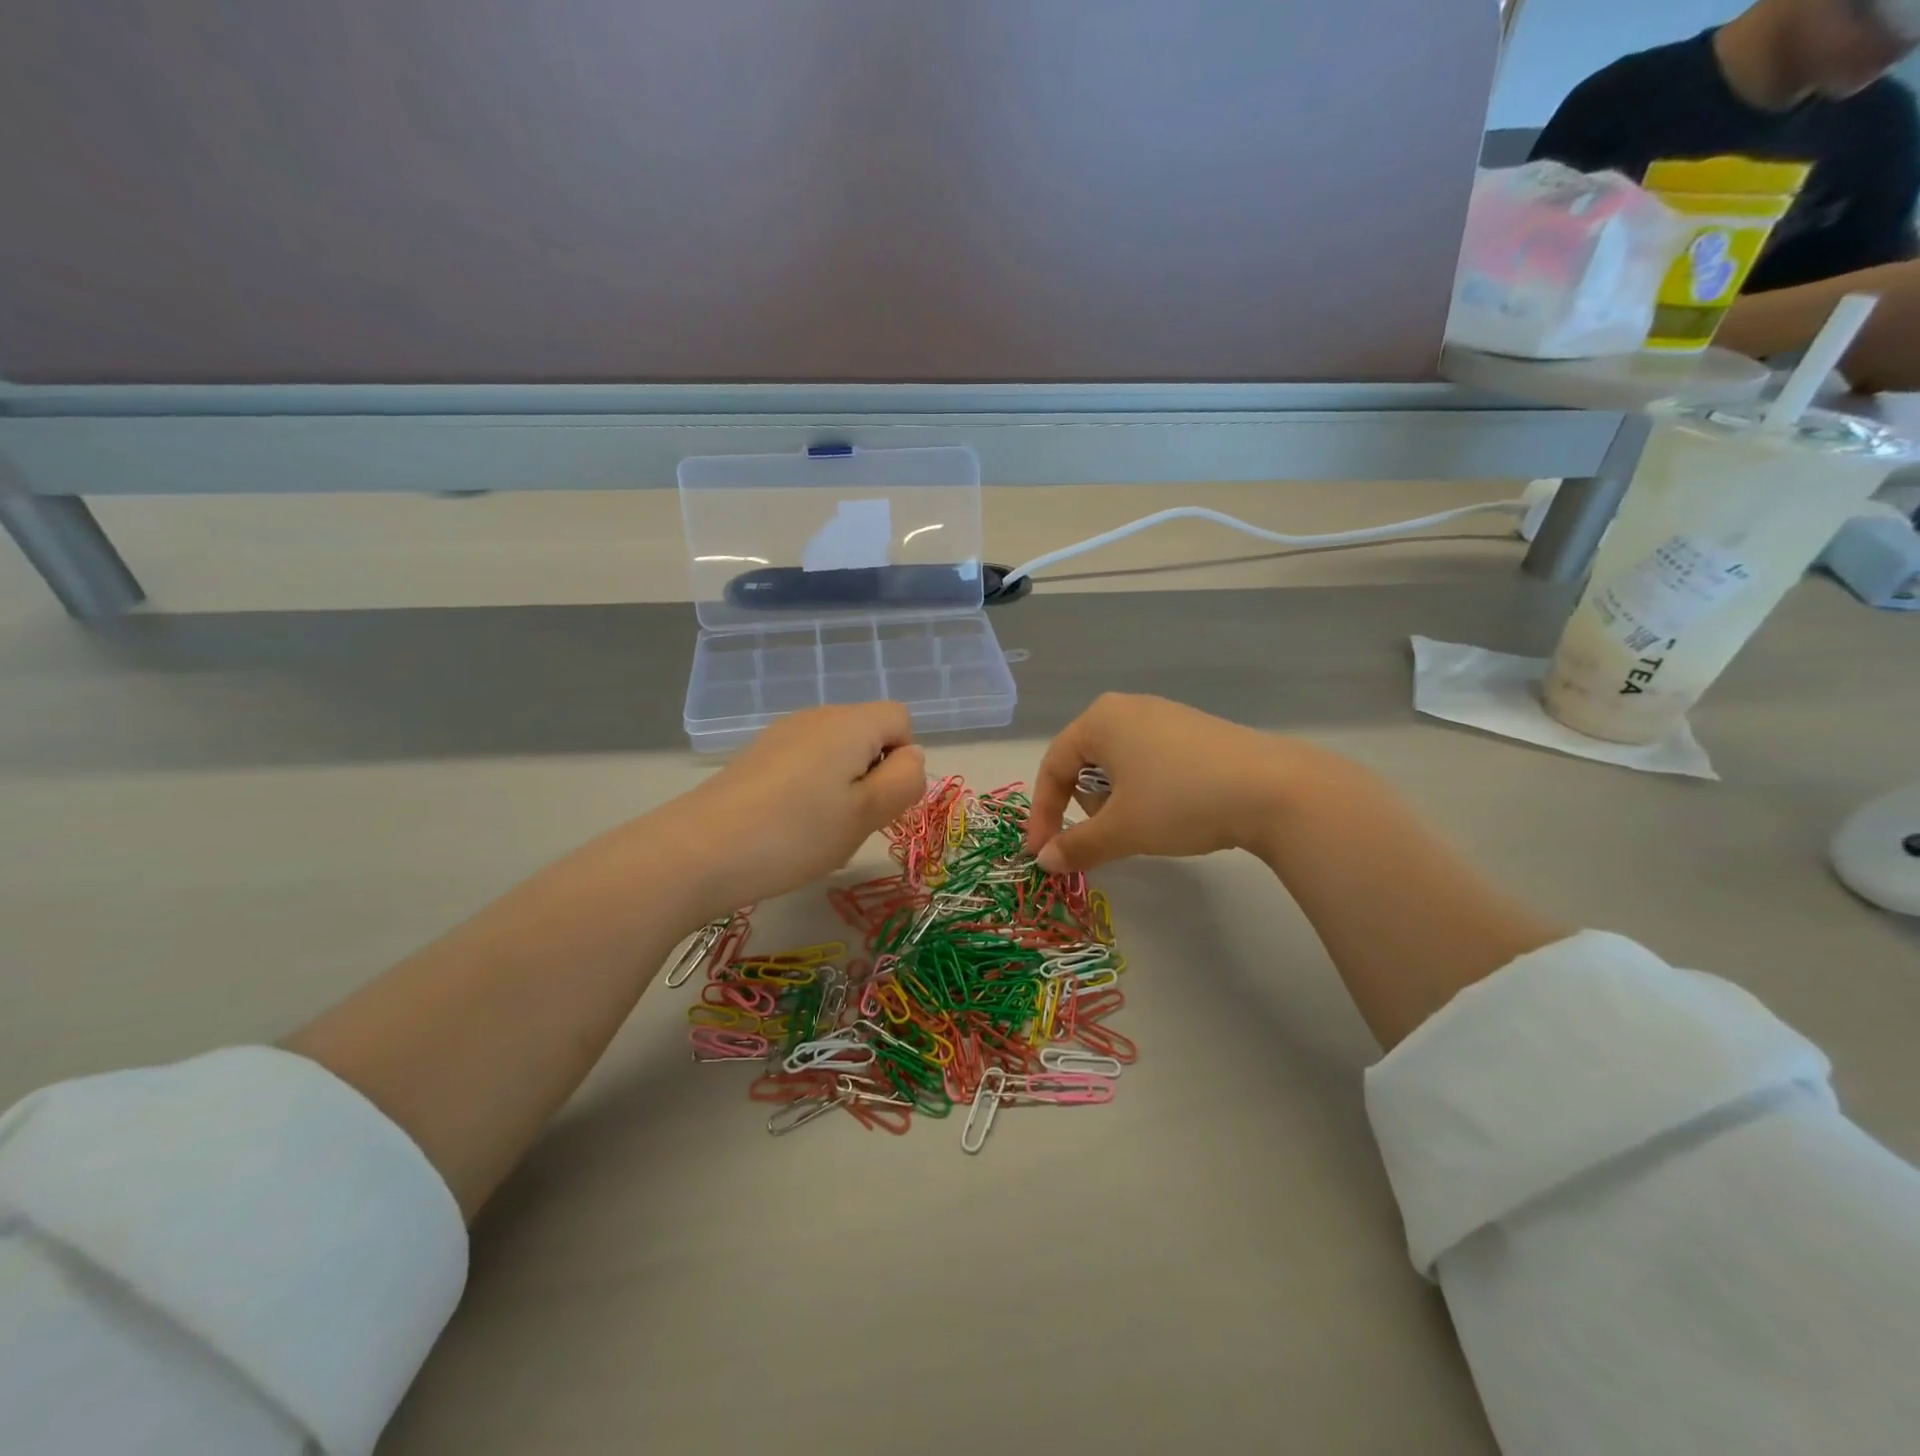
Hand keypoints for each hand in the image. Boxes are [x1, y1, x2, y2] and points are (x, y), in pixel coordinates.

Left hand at [665, 703, 926, 915]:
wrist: (699, 850)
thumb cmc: (796, 833)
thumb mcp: (866, 814)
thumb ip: (904, 781)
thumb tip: (911, 757)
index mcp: (850, 723)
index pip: (901, 719)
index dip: (903, 759)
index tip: (880, 800)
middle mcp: (817, 717)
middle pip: (868, 734)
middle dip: (873, 775)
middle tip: (852, 821)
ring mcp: (782, 734)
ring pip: (837, 753)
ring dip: (843, 786)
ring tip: (819, 829)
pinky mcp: (758, 756)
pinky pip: (805, 764)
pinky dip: (811, 790)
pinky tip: (788, 826)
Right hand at [1024, 694, 1302, 872]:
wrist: (1274, 789)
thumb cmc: (1180, 801)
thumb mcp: (1122, 829)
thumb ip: (1076, 845)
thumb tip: (1044, 862)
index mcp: (1100, 719)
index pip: (1053, 766)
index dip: (1043, 814)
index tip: (1044, 854)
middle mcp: (1128, 708)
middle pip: (1084, 764)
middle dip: (1088, 806)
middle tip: (1110, 835)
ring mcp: (1166, 716)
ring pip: (1119, 766)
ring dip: (1118, 802)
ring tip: (1148, 825)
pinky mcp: (1195, 732)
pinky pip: (1151, 762)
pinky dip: (1148, 792)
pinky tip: (1176, 811)